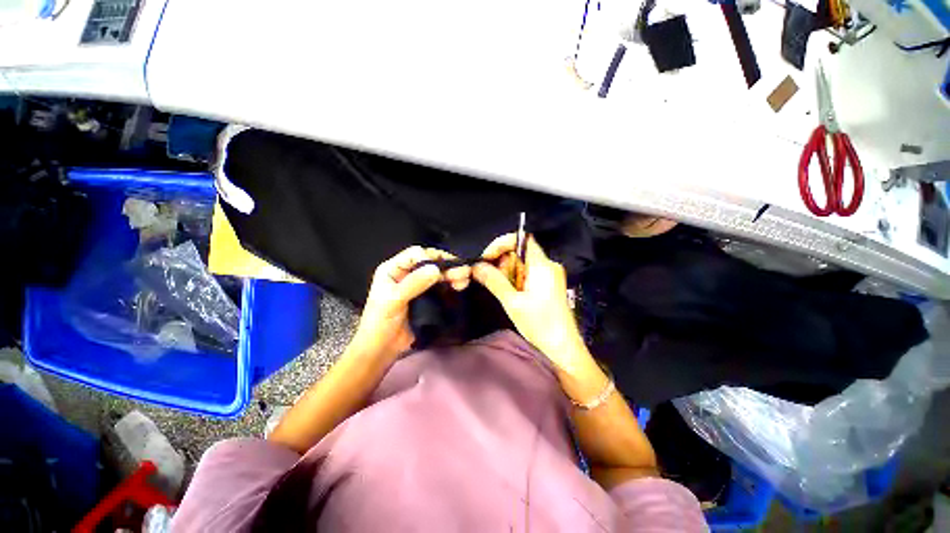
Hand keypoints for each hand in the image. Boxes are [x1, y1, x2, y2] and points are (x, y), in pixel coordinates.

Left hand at [351, 246, 470, 359]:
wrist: (383, 349)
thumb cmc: (381, 323)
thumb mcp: (393, 301)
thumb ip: (413, 283)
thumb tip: (436, 269)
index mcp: (394, 269)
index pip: (415, 254)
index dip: (430, 258)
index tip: (442, 270)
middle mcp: (407, 274)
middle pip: (429, 262)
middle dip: (447, 265)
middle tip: (463, 272)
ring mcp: (418, 286)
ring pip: (438, 273)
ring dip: (452, 274)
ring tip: (464, 280)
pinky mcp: (427, 297)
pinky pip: (441, 286)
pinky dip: (451, 284)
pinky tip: (460, 287)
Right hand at [472, 234, 590, 374]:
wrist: (563, 348)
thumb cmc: (540, 325)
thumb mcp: (512, 302)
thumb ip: (494, 280)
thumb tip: (476, 266)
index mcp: (542, 265)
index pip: (521, 238)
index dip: (501, 243)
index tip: (487, 257)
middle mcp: (548, 265)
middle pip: (520, 251)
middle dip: (502, 261)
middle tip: (491, 278)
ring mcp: (550, 275)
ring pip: (523, 263)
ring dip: (508, 272)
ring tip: (503, 291)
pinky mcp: (550, 284)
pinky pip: (528, 273)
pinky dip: (516, 279)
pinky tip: (512, 294)